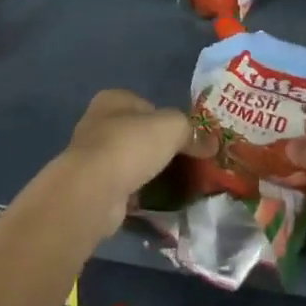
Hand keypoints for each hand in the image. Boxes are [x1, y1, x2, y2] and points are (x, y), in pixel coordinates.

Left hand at [57, 90, 206, 242]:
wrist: (94, 191)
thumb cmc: (131, 145)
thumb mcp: (172, 127)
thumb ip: (192, 131)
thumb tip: (212, 143)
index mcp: (113, 100)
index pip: (148, 106)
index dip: (169, 121)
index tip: (189, 140)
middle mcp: (98, 124)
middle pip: (139, 135)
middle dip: (160, 149)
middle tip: (187, 164)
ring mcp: (93, 158)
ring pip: (132, 162)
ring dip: (150, 173)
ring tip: (178, 186)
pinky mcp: (94, 188)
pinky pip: (126, 189)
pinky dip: (141, 196)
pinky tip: (160, 205)